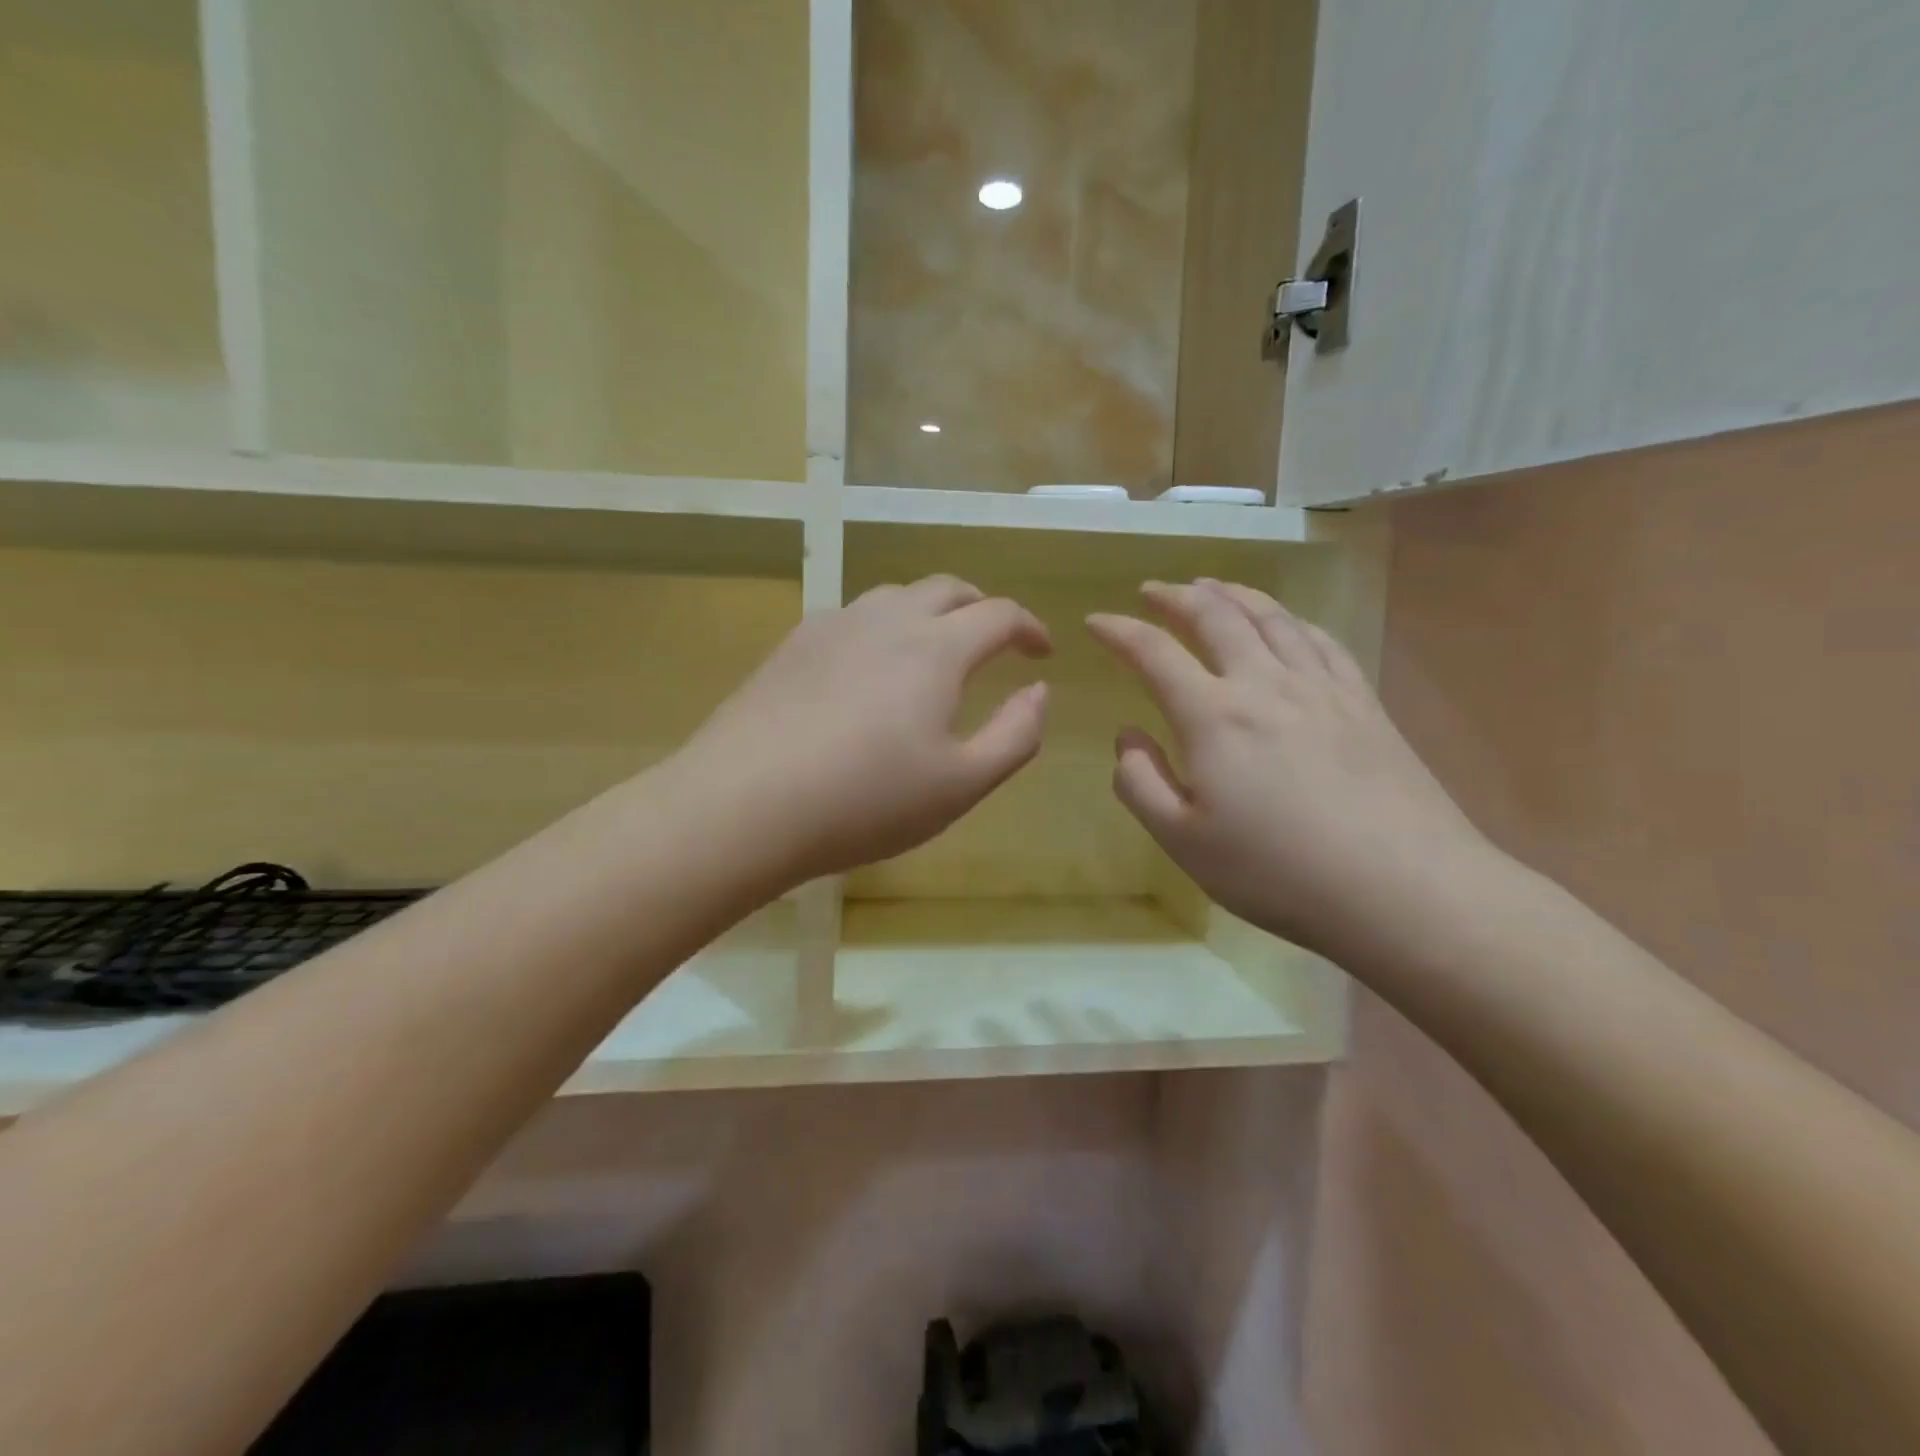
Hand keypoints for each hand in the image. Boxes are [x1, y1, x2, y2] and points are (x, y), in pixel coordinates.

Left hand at [678, 575, 1050, 886]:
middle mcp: (887, 619)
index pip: (999, 614)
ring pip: (895, 596)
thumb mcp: (962, 783)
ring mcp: (833, 626)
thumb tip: (1039, 691)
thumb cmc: (866, 800)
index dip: (1029, 628)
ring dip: (929, 612)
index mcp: (936, 648)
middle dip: (981, 608)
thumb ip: (1017, 734)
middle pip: (947, 588)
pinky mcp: (792, 645)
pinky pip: (851, 618)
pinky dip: (881, 628)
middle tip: (994, 641)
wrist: (745, 802)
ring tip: (933, 650)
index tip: (1041, 652)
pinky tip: (868, 668)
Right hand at [1087, 580, 1496, 959]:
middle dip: (1177, 596)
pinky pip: (1321, 640)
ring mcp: (1321, 688)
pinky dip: (1291, 619)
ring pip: (1272, 618)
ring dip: (1234, 594)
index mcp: (1213, 716)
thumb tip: (1127, 736)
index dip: (1119, 631)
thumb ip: (1140, 783)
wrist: (1403, 889)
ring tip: (1211, 586)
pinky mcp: (1364, 702)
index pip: (1154, 653)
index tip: (1096, 620)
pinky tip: (1286, 622)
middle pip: (1216, 617)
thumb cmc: (1278, 873)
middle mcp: (1265, 684)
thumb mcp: (1183, 842)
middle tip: (1153, 589)